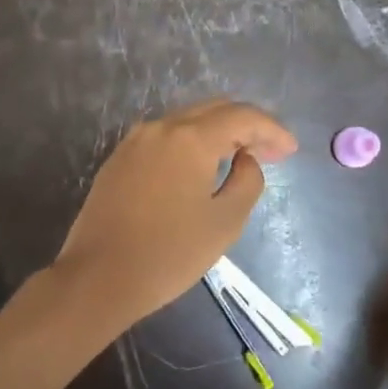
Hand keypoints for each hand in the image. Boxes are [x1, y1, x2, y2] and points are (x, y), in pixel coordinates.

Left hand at [54, 98, 297, 335]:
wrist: (97, 278)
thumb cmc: (168, 254)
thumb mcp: (225, 222)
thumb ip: (247, 181)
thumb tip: (245, 159)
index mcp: (190, 138)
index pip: (242, 116)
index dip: (271, 129)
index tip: (290, 150)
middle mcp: (162, 127)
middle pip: (214, 110)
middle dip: (247, 126)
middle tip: (271, 152)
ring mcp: (136, 140)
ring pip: (188, 121)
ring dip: (219, 133)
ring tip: (241, 157)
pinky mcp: (120, 158)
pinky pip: (166, 138)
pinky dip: (192, 144)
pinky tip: (202, 167)